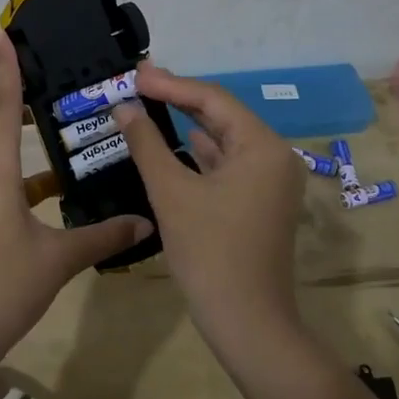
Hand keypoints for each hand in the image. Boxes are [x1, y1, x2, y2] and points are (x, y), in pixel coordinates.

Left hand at [0, 26, 151, 363]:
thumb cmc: (5, 285)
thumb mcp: (59, 259)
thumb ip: (103, 236)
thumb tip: (145, 223)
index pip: (2, 105)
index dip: (4, 66)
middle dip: (13, 96)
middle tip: (48, 83)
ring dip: (16, 135)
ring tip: (55, 131)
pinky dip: (17, 172)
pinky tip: (49, 191)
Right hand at [113, 66, 303, 345]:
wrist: (247, 323)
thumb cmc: (210, 253)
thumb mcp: (171, 193)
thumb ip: (146, 144)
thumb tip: (124, 108)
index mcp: (262, 147)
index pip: (213, 100)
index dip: (171, 84)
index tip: (135, 75)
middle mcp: (274, 156)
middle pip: (222, 116)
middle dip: (179, 99)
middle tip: (138, 84)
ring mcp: (270, 182)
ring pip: (224, 140)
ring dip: (187, 124)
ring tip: (149, 105)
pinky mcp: (260, 202)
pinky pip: (227, 164)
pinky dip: (199, 153)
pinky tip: (173, 144)